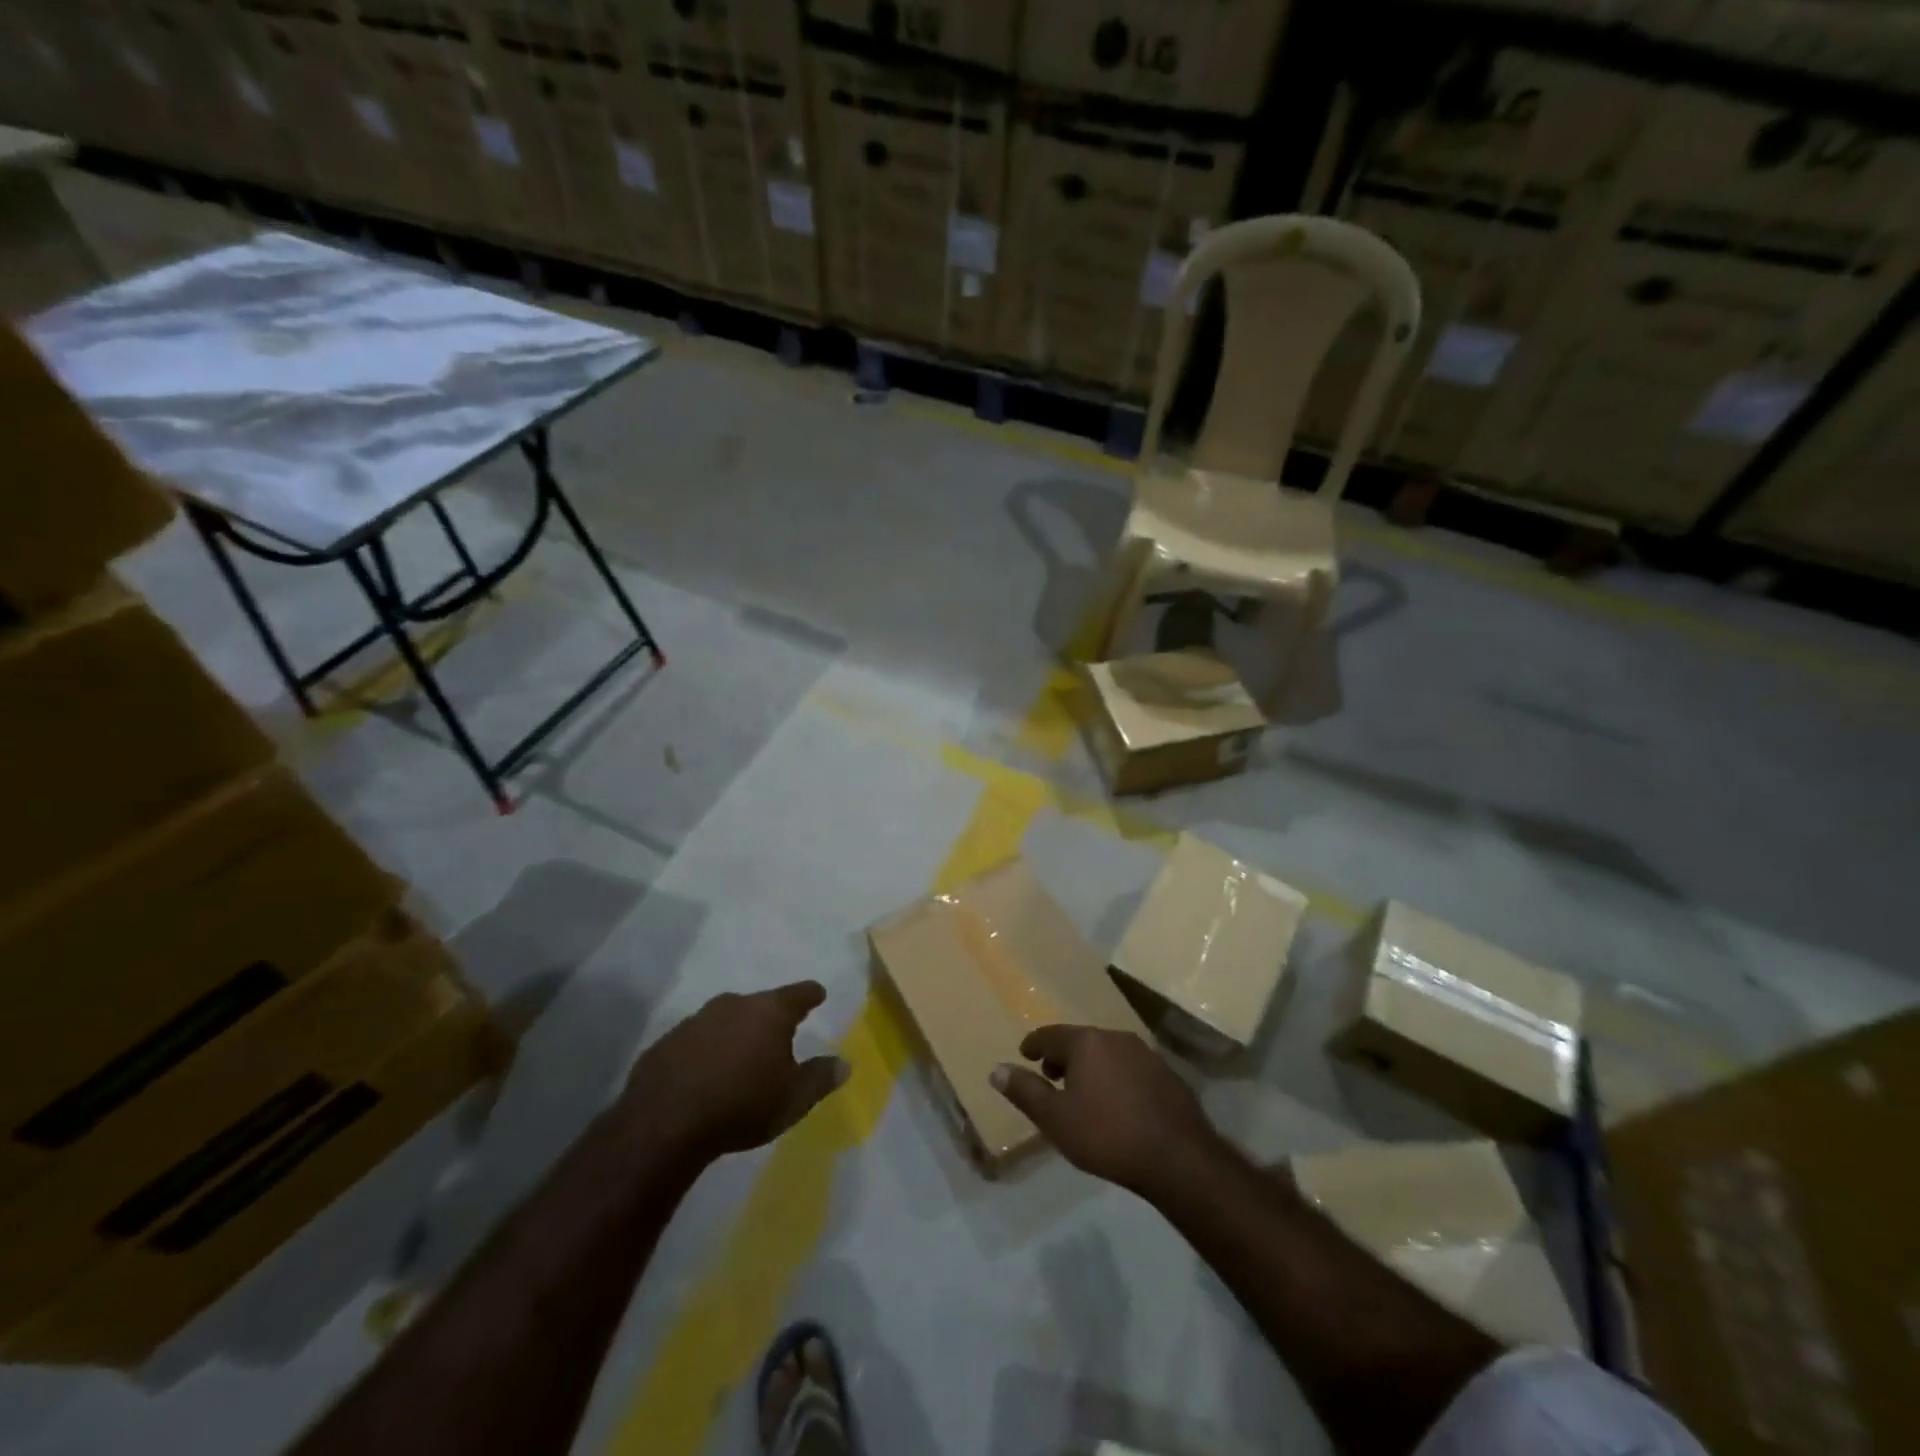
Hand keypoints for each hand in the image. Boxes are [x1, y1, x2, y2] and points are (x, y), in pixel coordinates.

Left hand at [621, 982, 847, 1161]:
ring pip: (725, 1020)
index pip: (799, 994)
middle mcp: (734, 1004)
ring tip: (740, 1058)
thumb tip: (844, 1063)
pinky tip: (705, 1075)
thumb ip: (820, 1078)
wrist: (664, 1122)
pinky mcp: (666, 1042)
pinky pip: (696, 1041)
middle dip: (770, 1018)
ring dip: (735, 1034)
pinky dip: (705, 1051)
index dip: (811, 994)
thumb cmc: (742, 1104)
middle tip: (778, 1036)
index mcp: (770, 1011)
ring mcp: (696, 1020)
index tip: (818, 994)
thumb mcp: (793, 1099)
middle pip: (760, 1005)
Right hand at [992, 1025, 1217, 1196]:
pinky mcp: (1167, 1074)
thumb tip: (996, 1070)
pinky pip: (1130, 1067)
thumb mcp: (1056, 1119)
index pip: (1050, 1034)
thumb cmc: (1107, 1135)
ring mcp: (1146, 1054)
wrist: (1178, 1159)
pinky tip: (1117, 1103)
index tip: (1025, 1055)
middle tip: (1050, 1076)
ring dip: (1090, 1066)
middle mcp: (1115, 1037)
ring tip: (1082, 1091)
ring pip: (1107, 1052)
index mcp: (1086, 1042)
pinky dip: (1115, 1077)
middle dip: (1062, 1056)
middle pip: (1080, 1040)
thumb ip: (1025, 1092)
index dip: (1033, 1045)